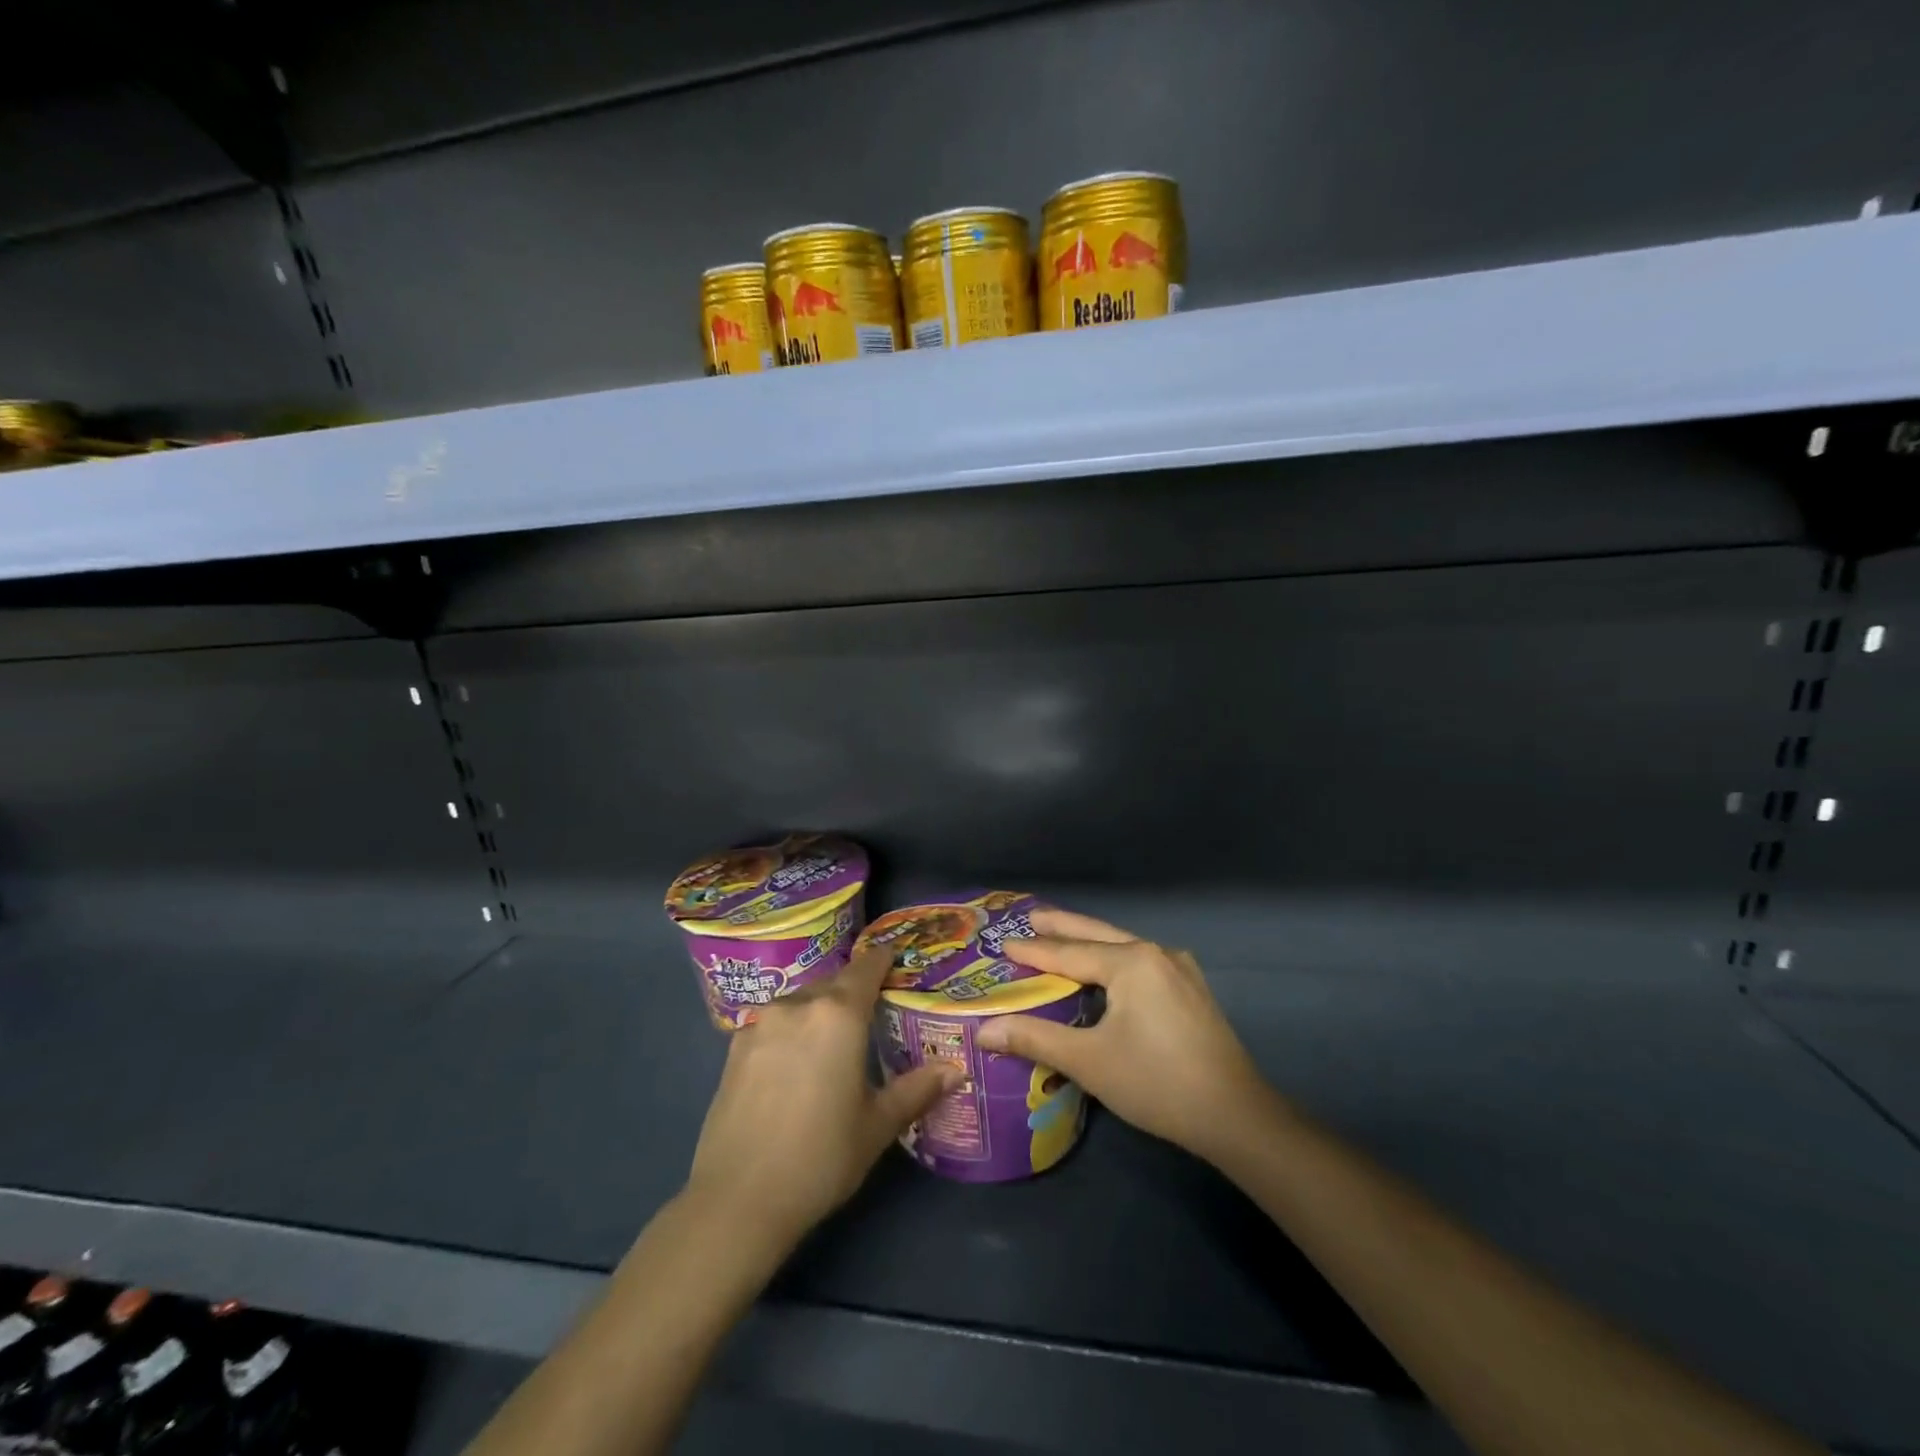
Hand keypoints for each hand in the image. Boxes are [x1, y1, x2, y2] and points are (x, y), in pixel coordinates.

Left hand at [685, 947, 960, 1248]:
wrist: (737, 1201)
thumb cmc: (820, 1158)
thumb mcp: (877, 1125)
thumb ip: (917, 1089)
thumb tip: (955, 1070)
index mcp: (839, 1014)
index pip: (866, 967)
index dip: (883, 960)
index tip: (896, 961)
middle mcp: (798, 1005)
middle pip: (833, 983)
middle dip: (853, 992)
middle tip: (871, 1016)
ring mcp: (761, 1023)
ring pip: (800, 1002)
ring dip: (819, 1012)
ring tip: (832, 1044)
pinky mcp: (734, 1048)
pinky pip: (773, 1023)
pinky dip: (790, 1031)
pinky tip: (794, 1065)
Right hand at [976, 908, 1273, 1165]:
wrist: (1236, 1116)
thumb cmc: (1157, 1083)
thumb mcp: (1089, 1061)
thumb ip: (1035, 1039)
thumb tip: (984, 1031)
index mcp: (1131, 962)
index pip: (1069, 953)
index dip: (1034, 951)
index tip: (1003, 944)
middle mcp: (1156, 953)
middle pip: (1098, 934)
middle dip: (1063, 926)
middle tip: (1031, 916)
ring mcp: (1179, 970)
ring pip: (1122, 946)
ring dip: (1090, 941)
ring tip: (1062, 936)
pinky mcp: (1192, 990)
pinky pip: (1141, 962)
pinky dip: (1114, 958)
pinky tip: (1107, 968)